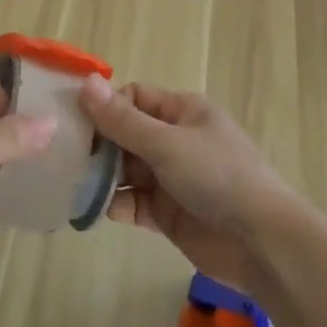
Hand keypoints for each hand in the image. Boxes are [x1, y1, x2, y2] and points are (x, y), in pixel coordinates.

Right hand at [79, 76, 296, 294]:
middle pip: (127, 134)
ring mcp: (172, 178)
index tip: (76, 123)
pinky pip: (133, 203)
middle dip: (99, 144)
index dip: (106, 107)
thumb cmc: (217, 176)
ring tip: (70, 183)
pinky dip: (113, 204)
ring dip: (102, 176)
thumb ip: (123, 120)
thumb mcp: (167, 143)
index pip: (134, 98)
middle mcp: (175, 140)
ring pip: (127, 170)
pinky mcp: (168, 214)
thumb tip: (86, 82)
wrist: (262, 243)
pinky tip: (89, 209)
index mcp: (182, 111)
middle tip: (65, 156)